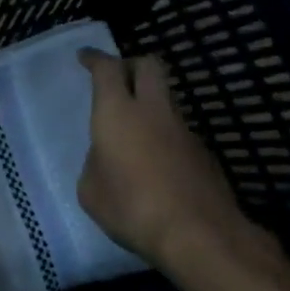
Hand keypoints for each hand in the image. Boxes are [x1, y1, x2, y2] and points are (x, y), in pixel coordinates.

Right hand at [78, 49, 289, 280]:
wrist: (198, 233)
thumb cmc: (132, 208)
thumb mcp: (91, 191)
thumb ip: (95, 164)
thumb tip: (107, 157)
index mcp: (118, 112)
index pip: (107, 69)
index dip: (95, 59)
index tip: (85, 57)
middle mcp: (153, 111)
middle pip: (148, 66)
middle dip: (130, 64)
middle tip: (117, 78)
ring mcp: (184, 130)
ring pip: (166, 98)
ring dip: (150, 102)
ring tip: (134, 128)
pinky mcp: (203, 153)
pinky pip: (178, 131)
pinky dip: (164, 134)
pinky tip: (156, 162)